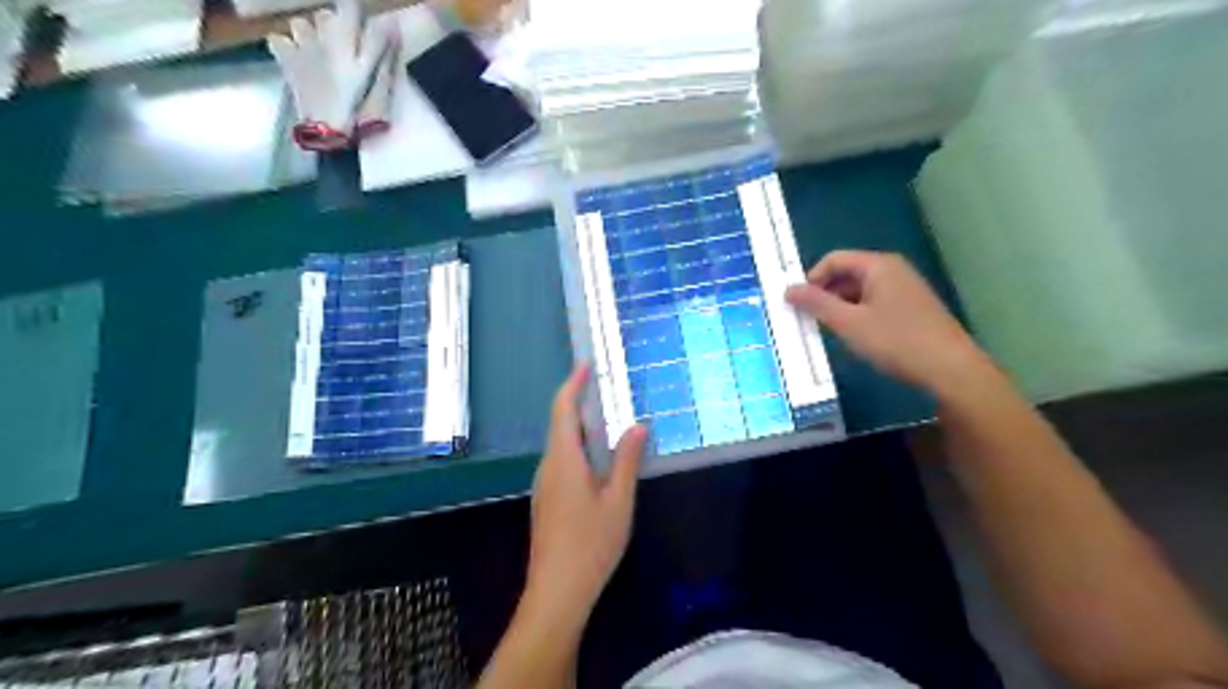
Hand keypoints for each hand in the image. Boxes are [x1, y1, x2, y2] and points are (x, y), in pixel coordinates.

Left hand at [525, 365, 646, 623]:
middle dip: (579, 402)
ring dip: (580, 426)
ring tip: (608, 419)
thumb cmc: (591, 544)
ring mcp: (544, 484)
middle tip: (606, 389)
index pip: (563, 409)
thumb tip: (638, 426)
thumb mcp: (618, 501)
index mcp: (563, 459)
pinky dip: (578, 447)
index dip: (572, 384)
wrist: (557, 591)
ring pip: (560, 444)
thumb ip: (626, 460)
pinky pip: (561, 461)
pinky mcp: (547, 500)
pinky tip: (597, 459)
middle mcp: (548, 466)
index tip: (585, 365)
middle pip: (560, 424)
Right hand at [786, 249, 984, 396]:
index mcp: (878, 265)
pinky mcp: (912, 308)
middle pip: (847, 273)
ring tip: (830, 331)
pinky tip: (856, 337)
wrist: (950, 369)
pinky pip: (875, 303)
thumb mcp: (849, 324)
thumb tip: (788, 289)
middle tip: (810, 320)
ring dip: (840, 307)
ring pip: (860, 290)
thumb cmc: (896, 341)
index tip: (799, 305)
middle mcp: (893, 270)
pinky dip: (858, 315)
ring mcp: (905, 289)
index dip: (811, 279)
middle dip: (825, 293)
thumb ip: (816, 304)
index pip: (833, 259)